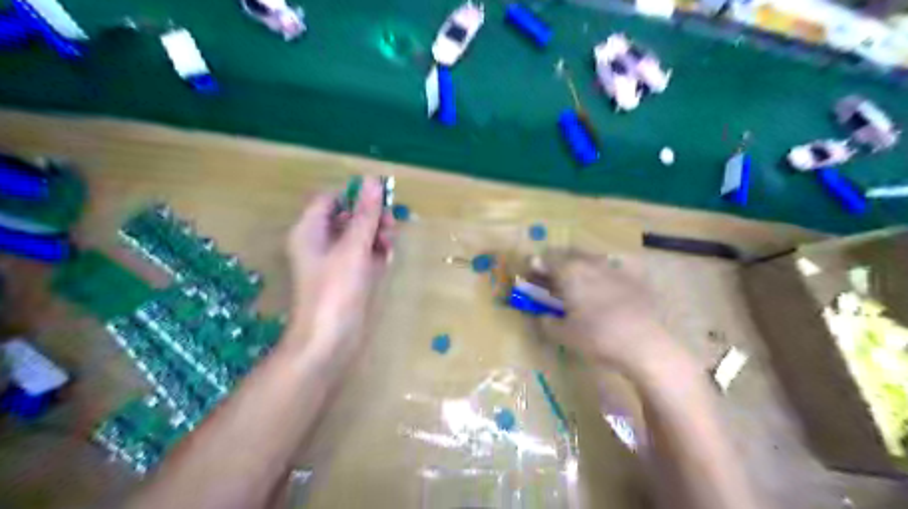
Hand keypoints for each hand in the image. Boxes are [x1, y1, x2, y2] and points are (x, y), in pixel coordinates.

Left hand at [286, 177, 392, 358]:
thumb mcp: (353, 247)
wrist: (330, 340)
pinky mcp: (347, 278)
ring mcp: (334, 262)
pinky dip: (375, 253)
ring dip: (376, 235)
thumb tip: (374, 180)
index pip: (331, 199)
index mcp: (310, 230)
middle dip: (370, 217)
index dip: (355, 196)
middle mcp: (319, 242)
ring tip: (388, 245)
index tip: (380, 200)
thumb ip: (365, 214)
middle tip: (389, 225)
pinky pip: (363, 255)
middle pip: (347, 216)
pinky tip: (385, 258)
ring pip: (358, 236)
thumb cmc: (336, 290)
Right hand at [534, 249, 679, 373]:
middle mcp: (590, 263)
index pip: (547, 260)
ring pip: (591, 259)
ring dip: (579, 264)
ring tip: (577, 278)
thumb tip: (543, 317)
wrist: (644, 344)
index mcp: (569, 272)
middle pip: (568, 254)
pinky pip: (614, 268)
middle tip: (551, 274)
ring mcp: (615, 268)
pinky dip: (604, 273)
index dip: (536, 265)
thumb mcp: (564, 335)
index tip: (530, 272)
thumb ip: (548, 322)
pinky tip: (606, 284)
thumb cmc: (597, 337)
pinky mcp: (635, 277)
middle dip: (557, 261)